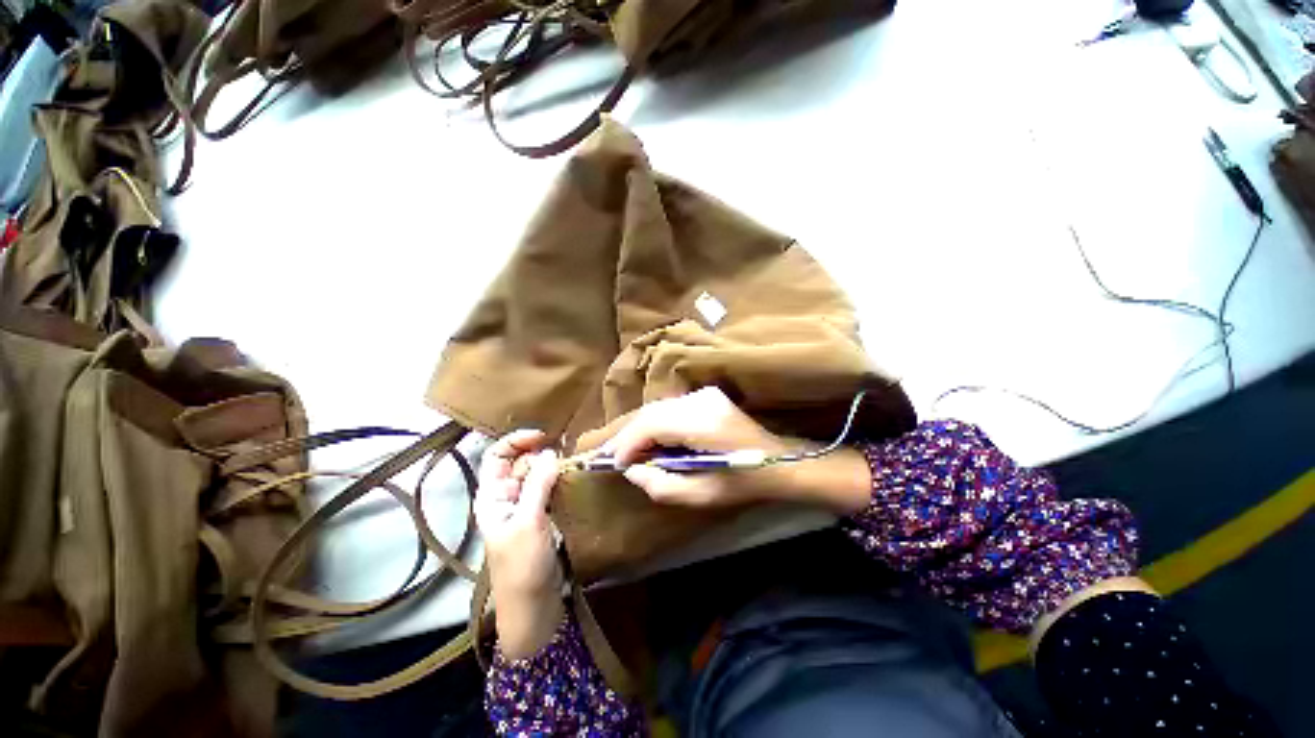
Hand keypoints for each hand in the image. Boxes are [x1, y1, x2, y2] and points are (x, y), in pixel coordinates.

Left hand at [474, 429, 565, 659]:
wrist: (534, 607)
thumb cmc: (522, 566)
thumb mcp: (528, 522)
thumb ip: (538, 484)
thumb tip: (550, 451)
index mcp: (492, 497)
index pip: (496, 456)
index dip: (516, 441)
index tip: (544, 436)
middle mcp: (506, 497)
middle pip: (519, 462)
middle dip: (540, 451)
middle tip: (566, 449)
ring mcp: (526, 506)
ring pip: (537, 474)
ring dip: (553, 464)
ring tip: (573, 459)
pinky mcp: (543, 515)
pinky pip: (549, 488)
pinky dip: (560, 479)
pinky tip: (574, 476)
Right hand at [576, 387, 873, 512]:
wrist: (779, 461)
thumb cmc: (743, 483)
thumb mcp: (702, 495)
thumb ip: (661, 485)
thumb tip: (633, 469)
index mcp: (703, 423)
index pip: (652, 424)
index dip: (628, 443)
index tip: (614, 464)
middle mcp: (701, 401)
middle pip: (651, 412)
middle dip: (629, 435)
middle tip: (611, 457)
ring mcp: (705, 395)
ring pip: (658, 408)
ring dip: (640, 429)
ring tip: (626, 451)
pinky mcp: (706, 396)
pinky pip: (670, 408)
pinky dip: (655, 424)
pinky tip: (649, 440)